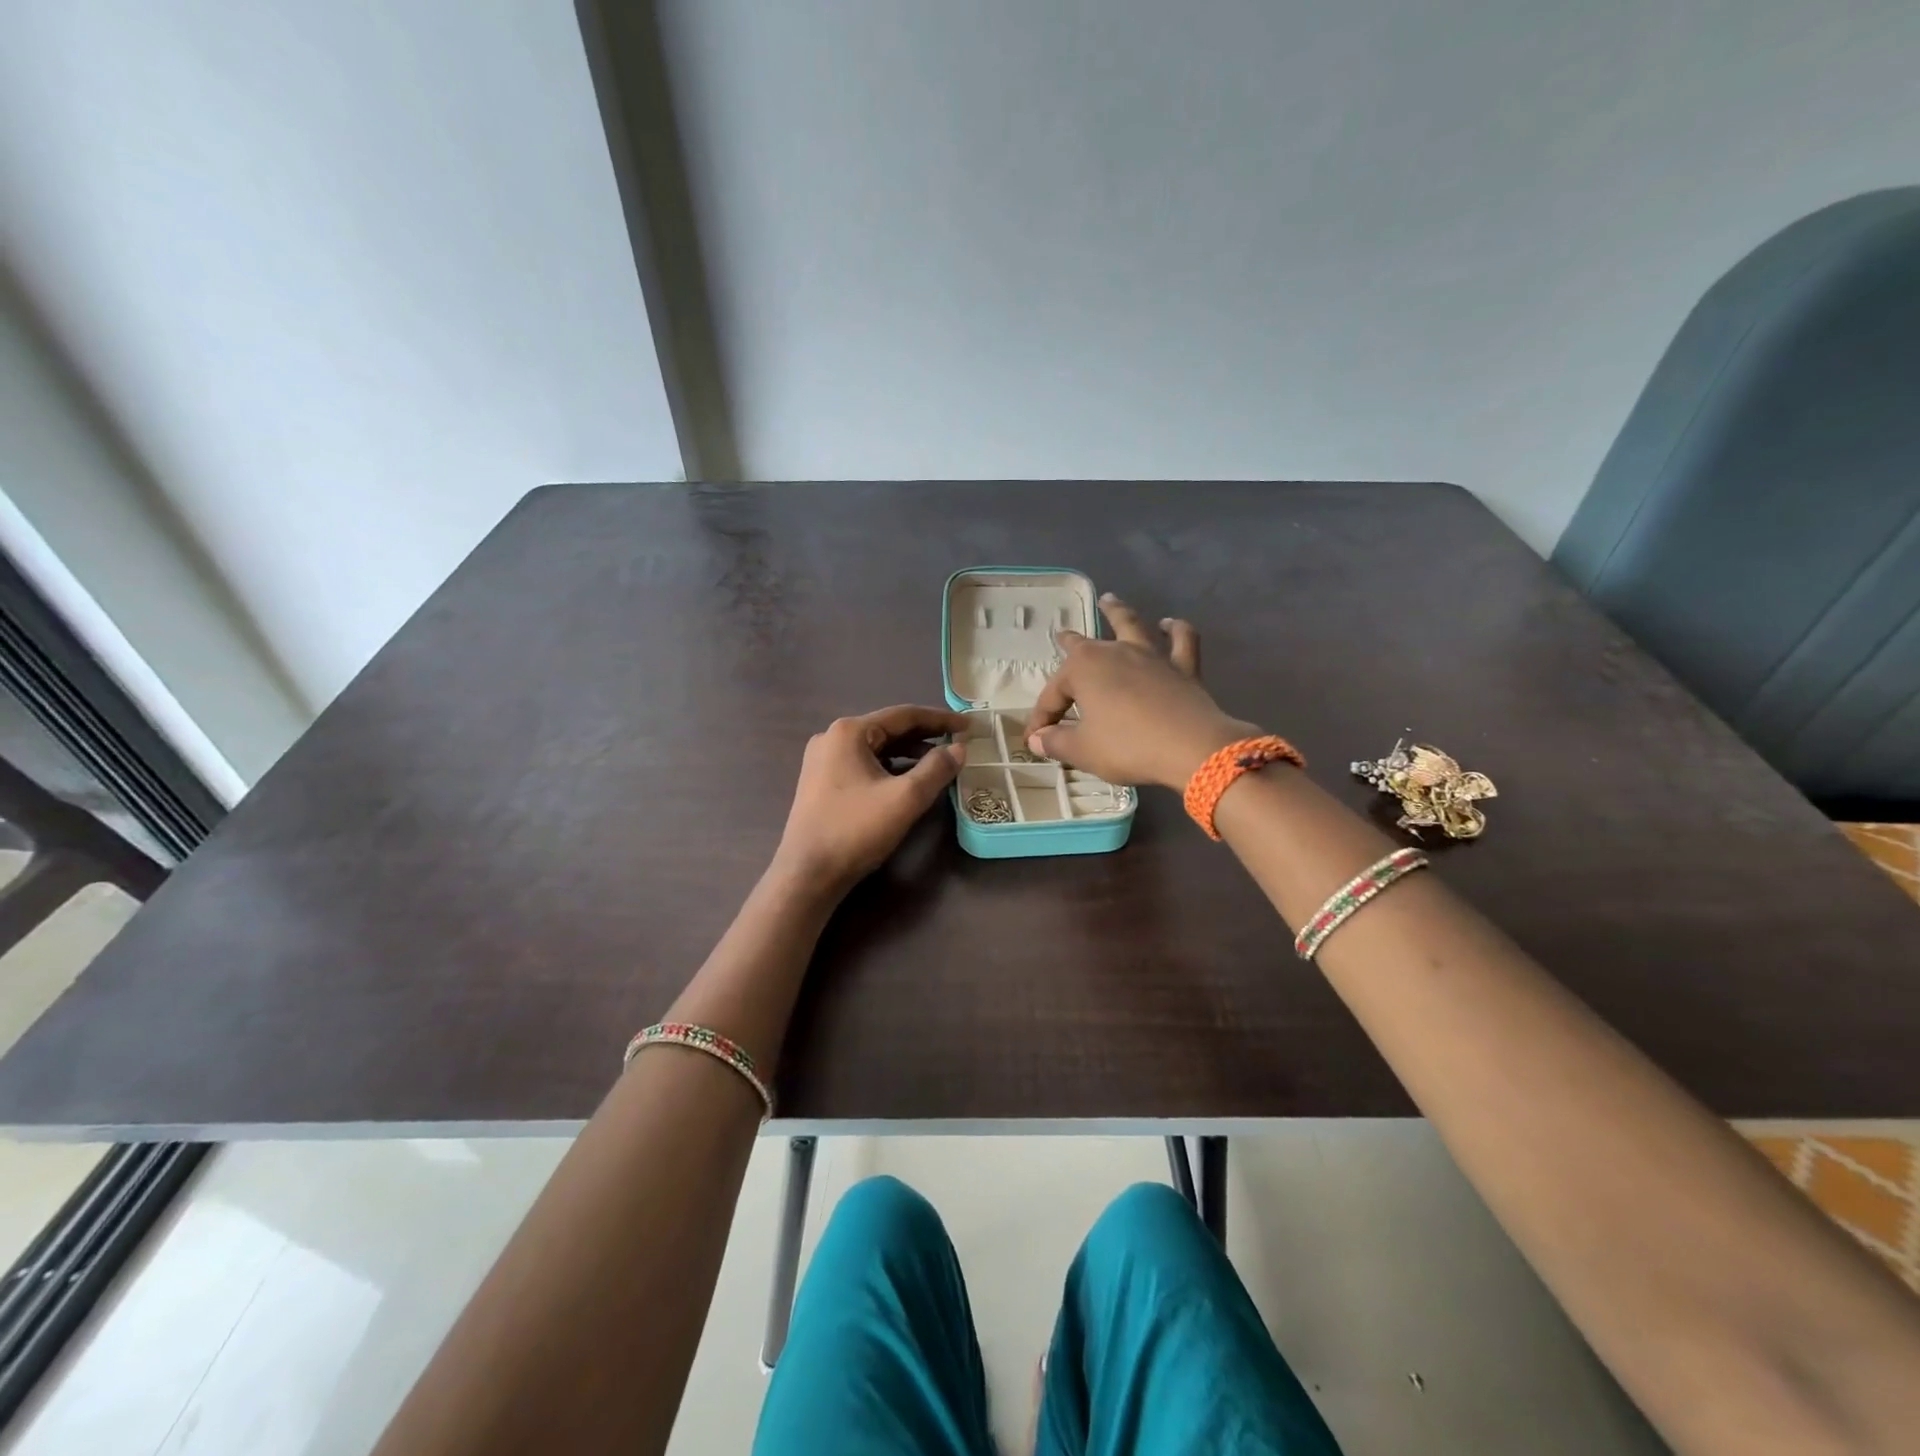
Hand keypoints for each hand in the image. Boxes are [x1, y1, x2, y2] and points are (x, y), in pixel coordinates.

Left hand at [774, 704, 967, 893]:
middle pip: (889, 729)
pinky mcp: (822, 782)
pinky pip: (864, 765)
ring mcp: (823, 760)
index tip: (968, 726)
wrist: (807, 874)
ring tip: (940, 762)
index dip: (940, 719)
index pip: (903, 715)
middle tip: (958, 743)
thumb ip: (936, 769)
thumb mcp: (905, 798)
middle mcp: (832, 738)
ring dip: (909, 753)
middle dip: (925, 736)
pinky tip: (908, 780)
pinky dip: (890, 768)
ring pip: (877, 748)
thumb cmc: (855, 830)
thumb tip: (960, 749)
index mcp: (849, 732)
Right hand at [1024, 596, 1257, 790]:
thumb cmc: (1128, 746)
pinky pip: (1181, 640)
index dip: (1042, 718)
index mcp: (1083, 669)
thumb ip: (1056, 743)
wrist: (1191, 748)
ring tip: (1109, 600)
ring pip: (1131, 626)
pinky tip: (1170, 624)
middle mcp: (1114, 653)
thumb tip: (1037, 739)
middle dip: (1070, 642)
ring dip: (1118, 612)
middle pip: (1085, 646)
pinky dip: (1176, 629)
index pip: (1053, 695)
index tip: (1035, 739)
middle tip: (1062, 634)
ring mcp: (1151, 656)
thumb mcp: (1083, 751)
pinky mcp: (1183, 667)